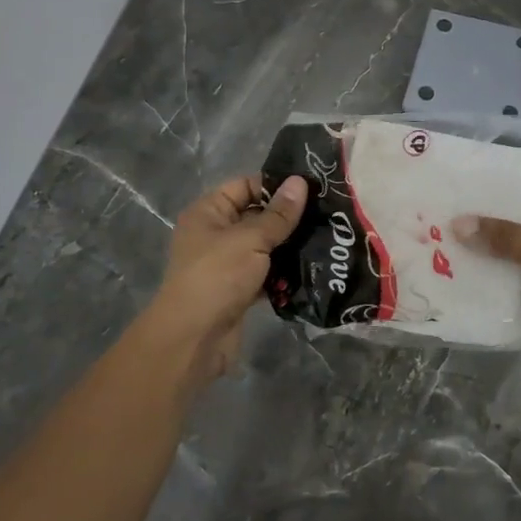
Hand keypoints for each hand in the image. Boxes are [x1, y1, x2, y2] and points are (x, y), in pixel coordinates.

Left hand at [143, 175, 306, 384]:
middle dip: (288, 218)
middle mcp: (215, 234)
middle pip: (256, 216)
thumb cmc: (217, 277)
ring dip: (289, 248)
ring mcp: (226, 264)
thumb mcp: (251, 239)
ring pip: (263, 247)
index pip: (245, 186)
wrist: (194, 339)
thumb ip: (279, 214)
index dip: (275, 186)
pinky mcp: (238, 290)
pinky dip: (282, 274)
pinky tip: (312, 270)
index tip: (311, 189)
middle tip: (326, 215)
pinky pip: (265, 274)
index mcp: (209, 212)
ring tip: (326, 240)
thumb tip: (300, 181)